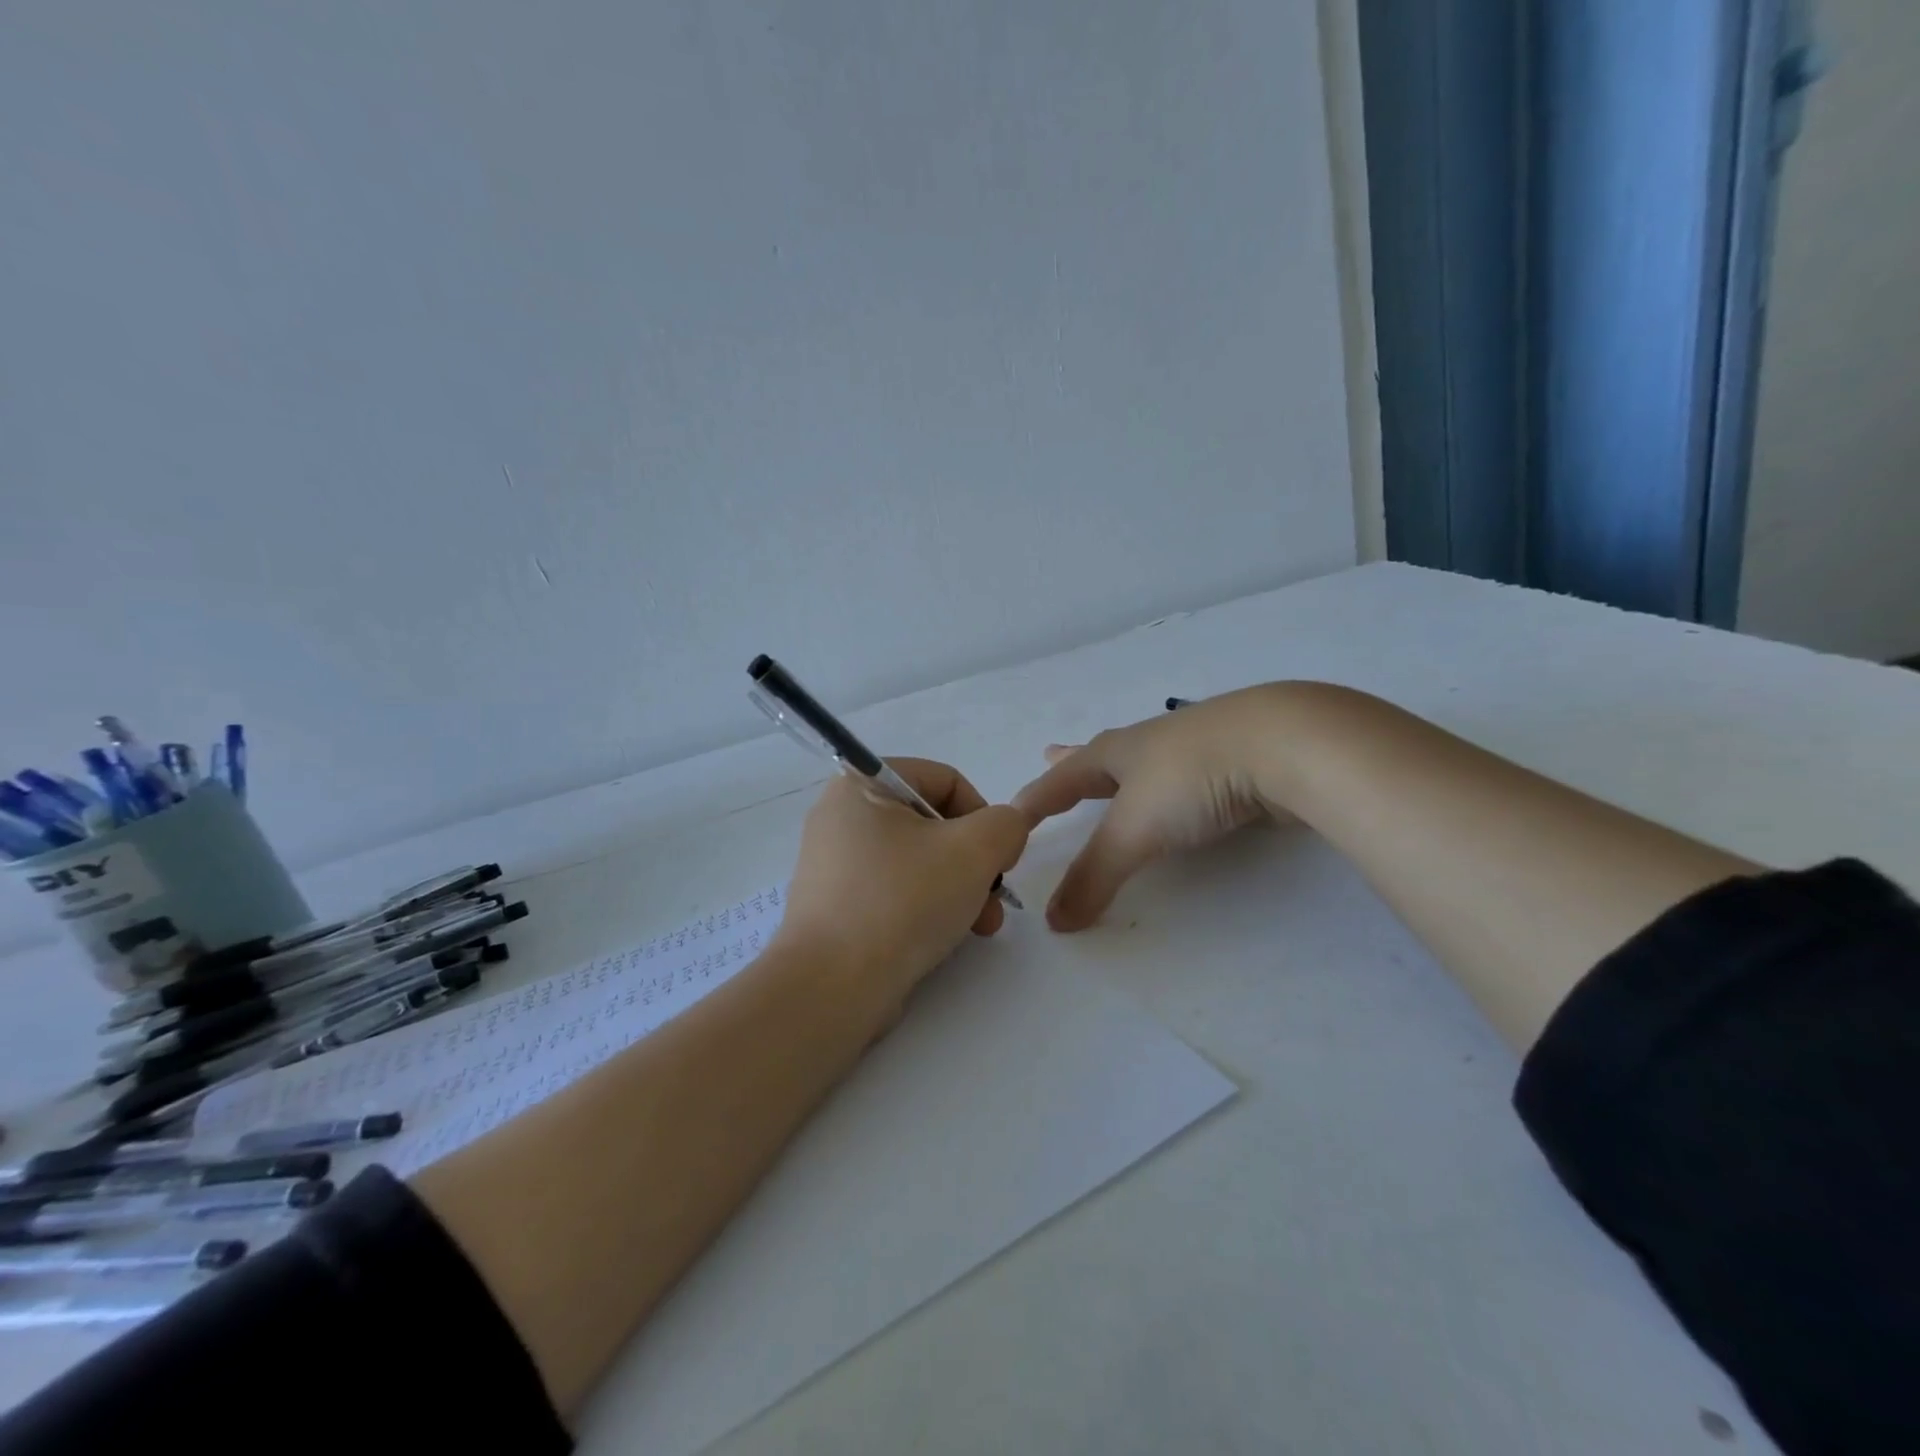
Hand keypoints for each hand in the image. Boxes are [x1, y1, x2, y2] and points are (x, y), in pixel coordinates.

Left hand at [777, 758, 1029, 1018]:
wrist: (831, 987)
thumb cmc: (902, 901)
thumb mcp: (974, 851)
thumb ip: (1006, 825)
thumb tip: (1004, 831)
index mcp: (862, 783)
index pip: (944, 780)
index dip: (984, 816)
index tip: (1000, 859)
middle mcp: (842, 815)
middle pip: (933, 824)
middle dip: (974, 862)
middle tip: (995, 899)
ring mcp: (834, 862)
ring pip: (917, 860)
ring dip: (959, 888)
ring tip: (981, 927)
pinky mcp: (835, 903)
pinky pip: (894, 889)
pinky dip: (926, 906)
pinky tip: (946, 938)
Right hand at [1013, 686, 1288, 929]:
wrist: (1285, 745)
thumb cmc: (1191, 779)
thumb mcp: (1134, 831)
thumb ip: (1094, 876)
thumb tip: (1054, 921)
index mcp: (1116, 752)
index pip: (1060, 778)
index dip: (1033, 799)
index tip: (1008, 815)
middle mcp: (1150, 743)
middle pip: (1100, 754)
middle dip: (1072, 761)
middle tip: (1049, 753)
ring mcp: (1195, 747)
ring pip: (1146, 761)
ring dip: (1123, 771)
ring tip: (1116, 776)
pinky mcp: (1235, 760)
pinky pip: (1187, 775)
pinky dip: (1171, 785)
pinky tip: (1184, 790)